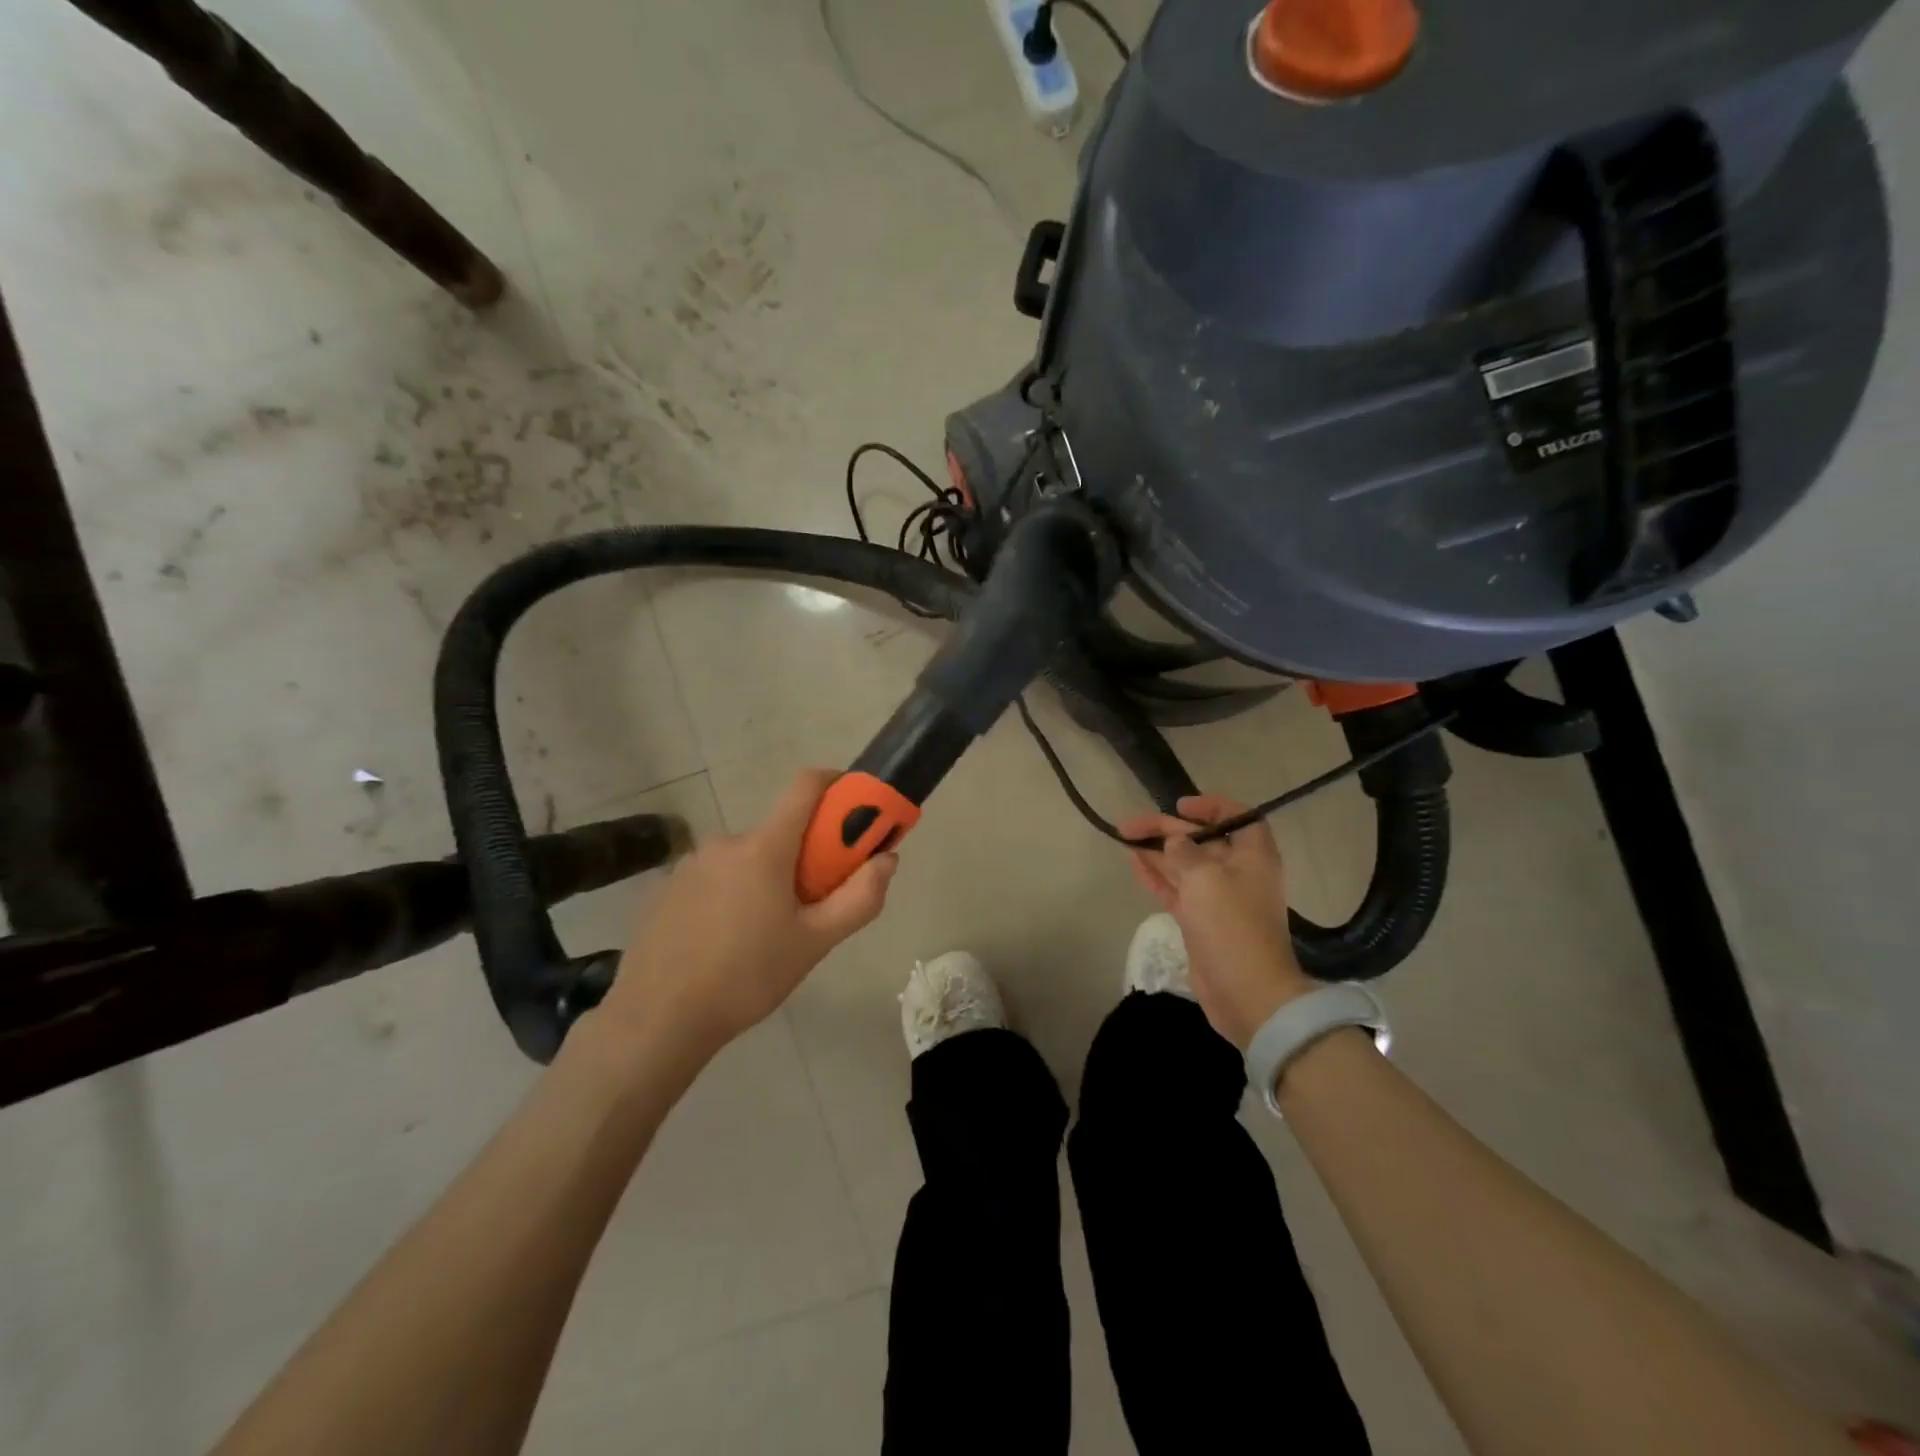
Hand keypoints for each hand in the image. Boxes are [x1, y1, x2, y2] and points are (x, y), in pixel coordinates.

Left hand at [600, 770, 896, 1061]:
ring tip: (765, 936)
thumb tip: (887, 859)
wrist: (658, 1019)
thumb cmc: (746, 977)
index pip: (806, 786)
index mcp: (765, 847)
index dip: (837, 785)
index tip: (857, 810)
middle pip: (780, 832)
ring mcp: (691, 864)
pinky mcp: (668, 888)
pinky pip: (716, 877)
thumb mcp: (815, 943)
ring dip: (767, 879)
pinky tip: (727, 942)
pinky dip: (734, 894)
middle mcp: (726, 842)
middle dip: (805, 857)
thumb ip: (859, 898)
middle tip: (811, 907)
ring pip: (747, 858)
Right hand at [1118, 795, 1316, 1049]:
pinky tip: (1134, 863)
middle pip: (1202, 841)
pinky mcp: (1201, 921)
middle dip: (1168, 830)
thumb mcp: (1205, 875)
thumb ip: (1184, 851)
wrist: (1247, 990)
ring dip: (1157, 852)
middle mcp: (1239, 872)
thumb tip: (1174, 843)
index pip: (1238, 817)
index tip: (1180, 805)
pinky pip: (1177, 890)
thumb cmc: (1231, 924)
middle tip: (1130, 824)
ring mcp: (1219, 899)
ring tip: (1125, 839)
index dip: (1211, 806)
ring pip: (1184, 865)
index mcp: (1253, 855)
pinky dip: (1157, 876)